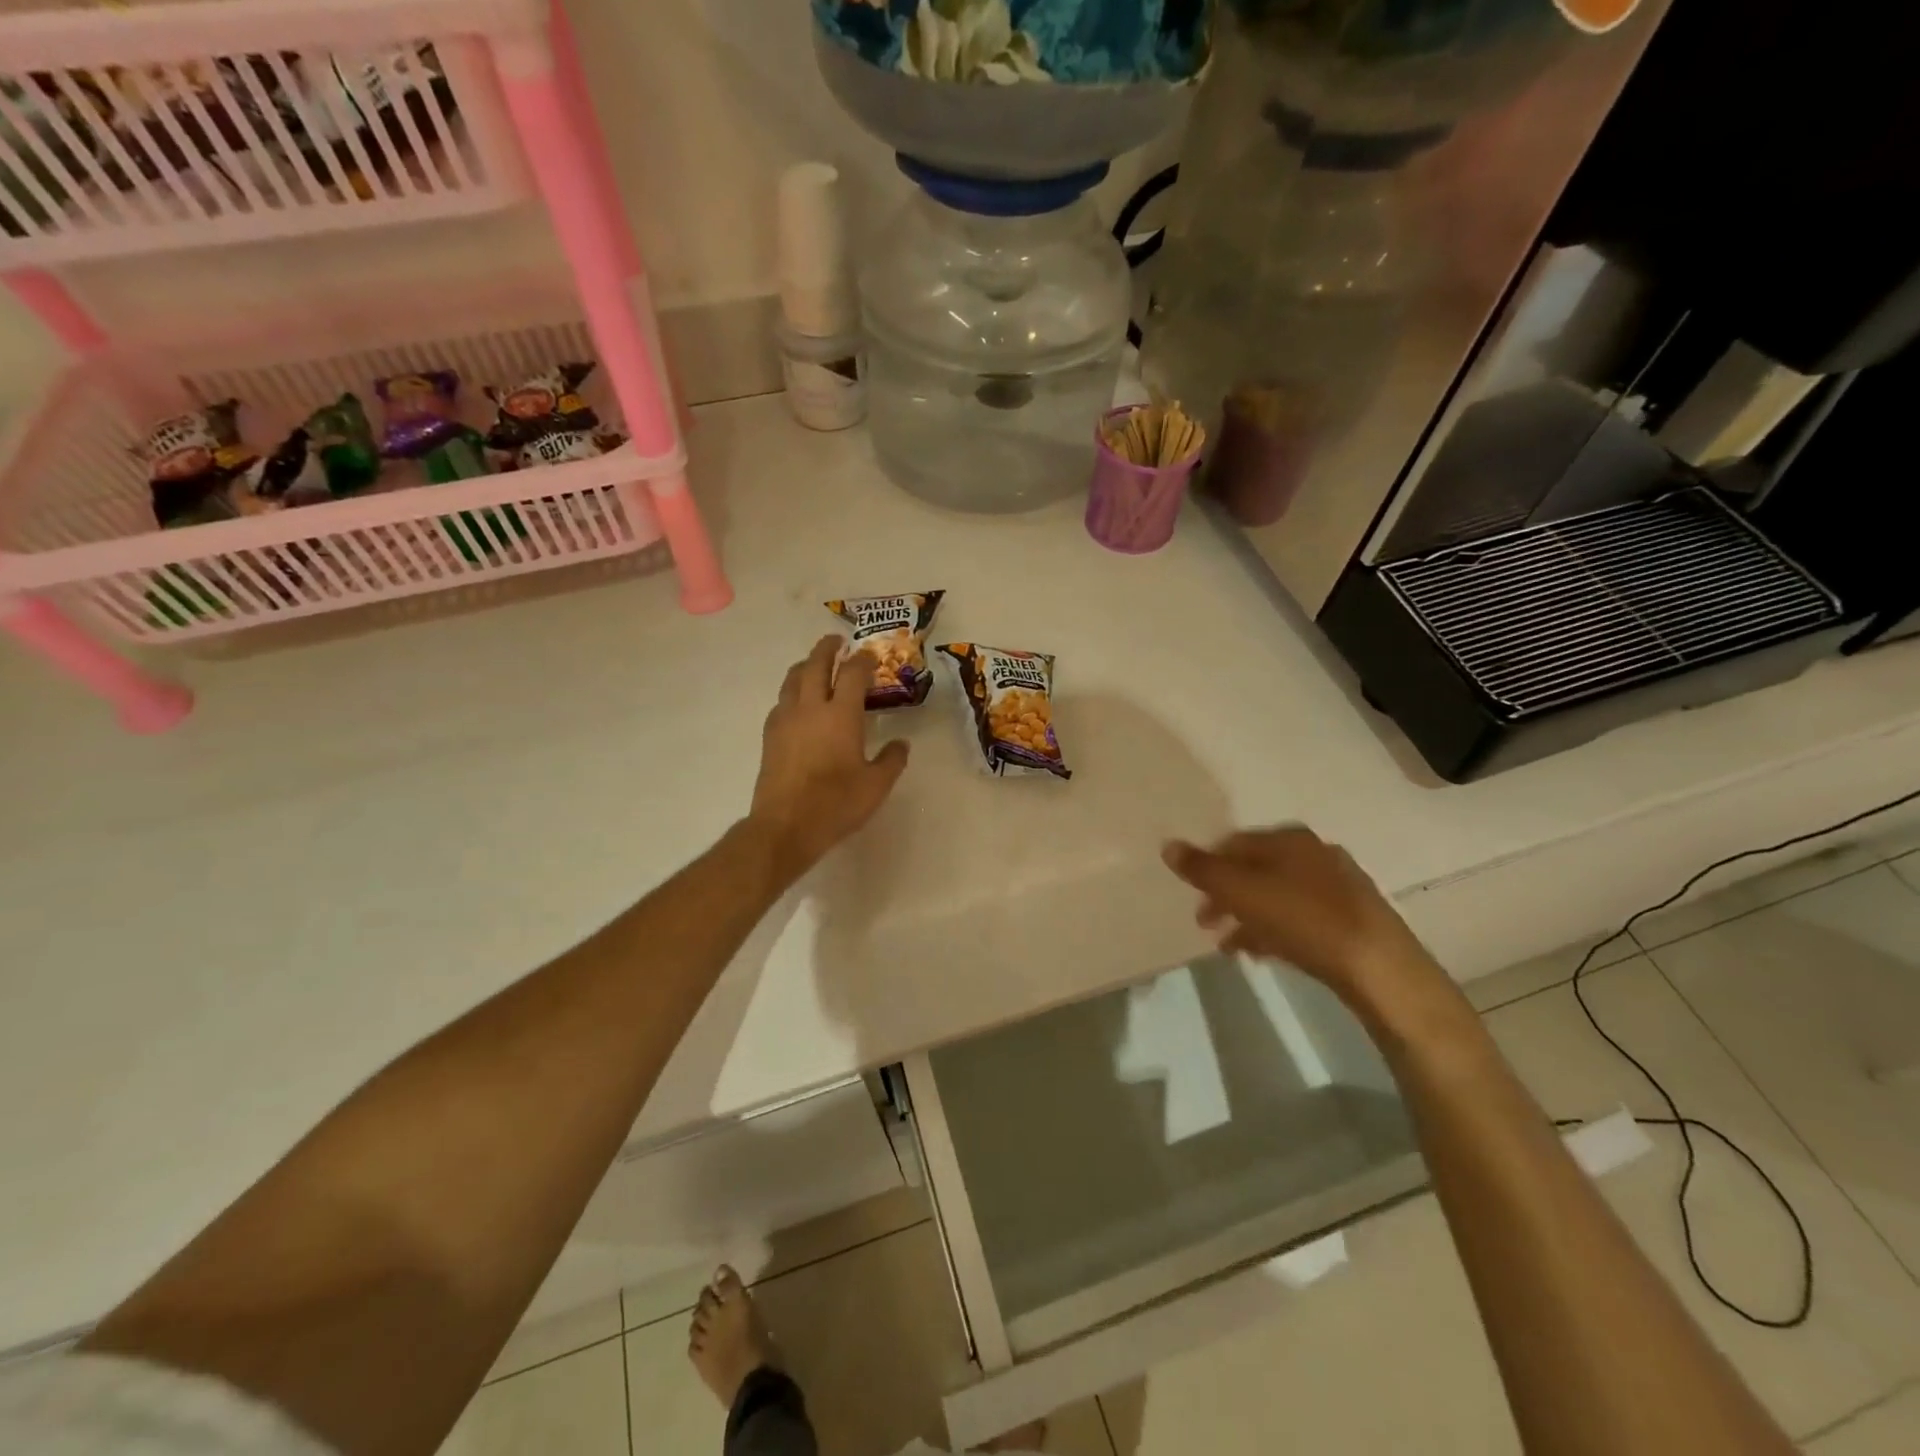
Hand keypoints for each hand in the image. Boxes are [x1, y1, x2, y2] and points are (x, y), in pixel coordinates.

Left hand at [749, 636, 910, 882]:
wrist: (785, 826)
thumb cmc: (836, 804)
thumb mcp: (876, 786)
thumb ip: (892, 760)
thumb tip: (901, 744)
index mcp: (841, 715)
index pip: (852, 673)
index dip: (863, 660)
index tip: (870, 656)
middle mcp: (810, 708)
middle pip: (815, 664)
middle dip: (827, 649)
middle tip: (836, 641)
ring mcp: (785, 720)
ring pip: (792, 679)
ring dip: (805, 665)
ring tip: (814, 665)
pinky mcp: (769, 736)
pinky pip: (781, 701)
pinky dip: (792, 691)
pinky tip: (797, 702)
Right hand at [1162, 827, 1438, 1007]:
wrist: (1379, 967)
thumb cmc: (1303, 920)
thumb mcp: (1241, 892)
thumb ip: (1203, 869)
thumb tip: (1168, 845)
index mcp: (1289, 839)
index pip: (1234, 843)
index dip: (1207, 866)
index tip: (1191, 894)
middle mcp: (1315, 853)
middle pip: (1256, 869)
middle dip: (1226, 894)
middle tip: (1205, 922)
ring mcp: (1338, 886)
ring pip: (1278, 895)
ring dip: (1248, 916)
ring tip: (1228, 945)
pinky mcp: (1352, 919)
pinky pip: (1300, 918)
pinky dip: (1275, 930)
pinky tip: (1263, 954)